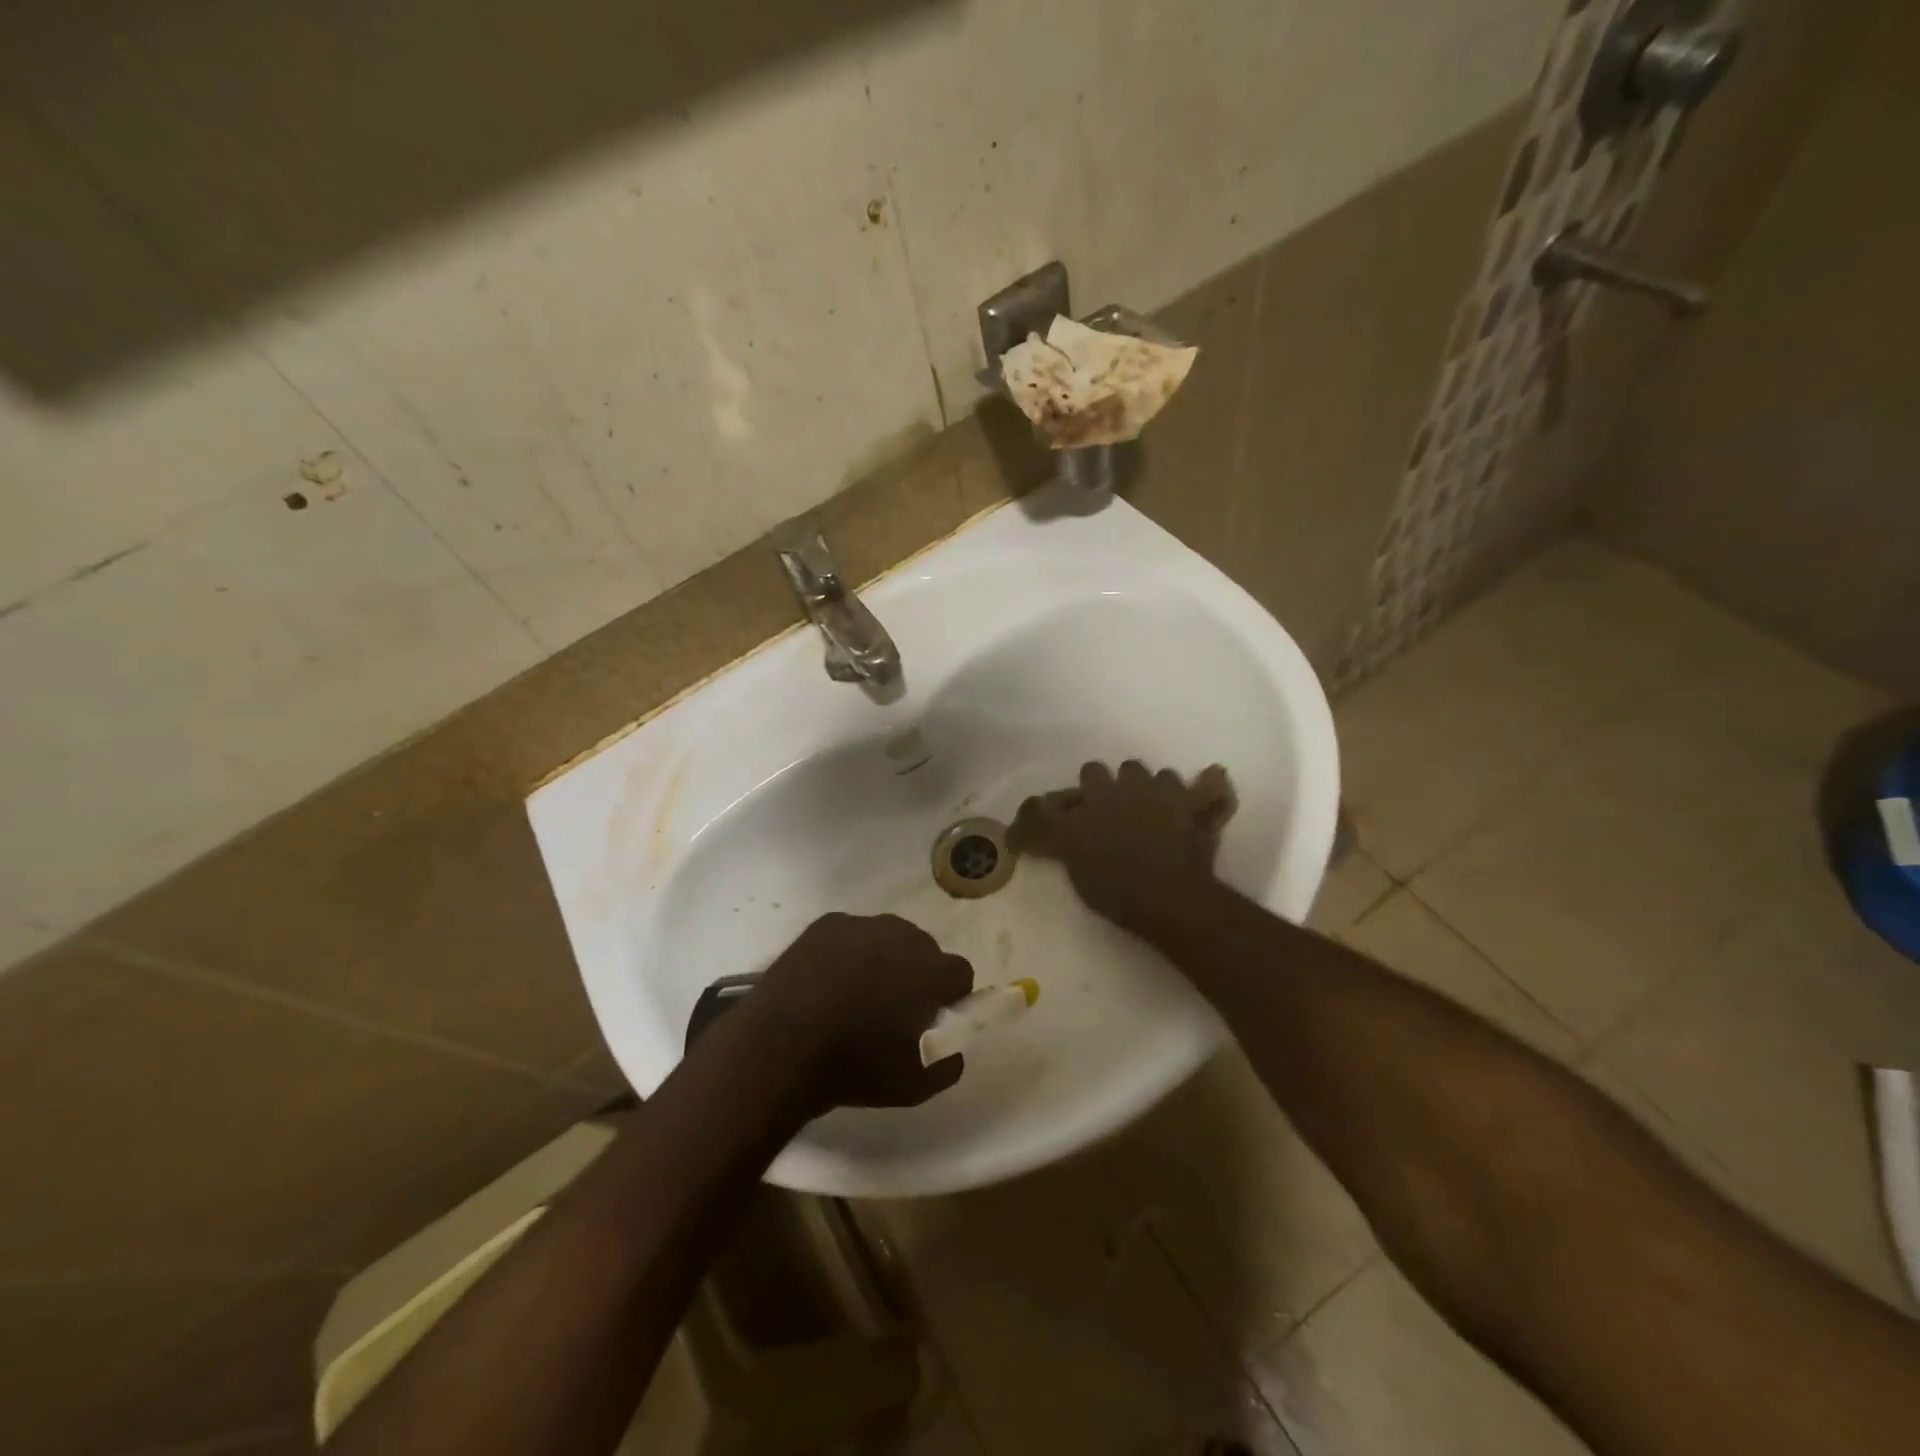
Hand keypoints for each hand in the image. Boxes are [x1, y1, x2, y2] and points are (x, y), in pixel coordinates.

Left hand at [753, 913, 973, 1109]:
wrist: (780, 1047)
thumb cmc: (855, 1067)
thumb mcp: (916, 1085)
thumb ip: (948, 1063)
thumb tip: (952, 1047)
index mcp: (932, 969)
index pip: (960, 972)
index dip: (949, 996)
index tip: (931, 1018)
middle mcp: (903, 935)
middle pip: (924, 949)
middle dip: (916, 973)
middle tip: (892, 1008)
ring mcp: (861, 925)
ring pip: (886, 938)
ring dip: (882, 960)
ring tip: (855, 995)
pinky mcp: (825, 925)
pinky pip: (850, 935)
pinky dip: (846, 954)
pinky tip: (826, 983)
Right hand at [1011, 760, 1235, 931]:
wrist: (1169, 898)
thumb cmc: (1116, 889)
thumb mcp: (1074, 868)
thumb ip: (1056, 840)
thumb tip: (1036, 829)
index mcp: (1085, 805)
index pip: (1054, 800)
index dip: (1048, 810)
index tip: (1049, 823)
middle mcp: (1119, 788)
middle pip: (1096, 771)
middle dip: (1097, 787)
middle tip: (1102, 813)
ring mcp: (1159, 791)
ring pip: (1147, 773)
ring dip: (1143, 788)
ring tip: (1149, 810)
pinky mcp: (1193, 803)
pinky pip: (1209, 787)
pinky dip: (1206, 792)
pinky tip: (1204, 798)